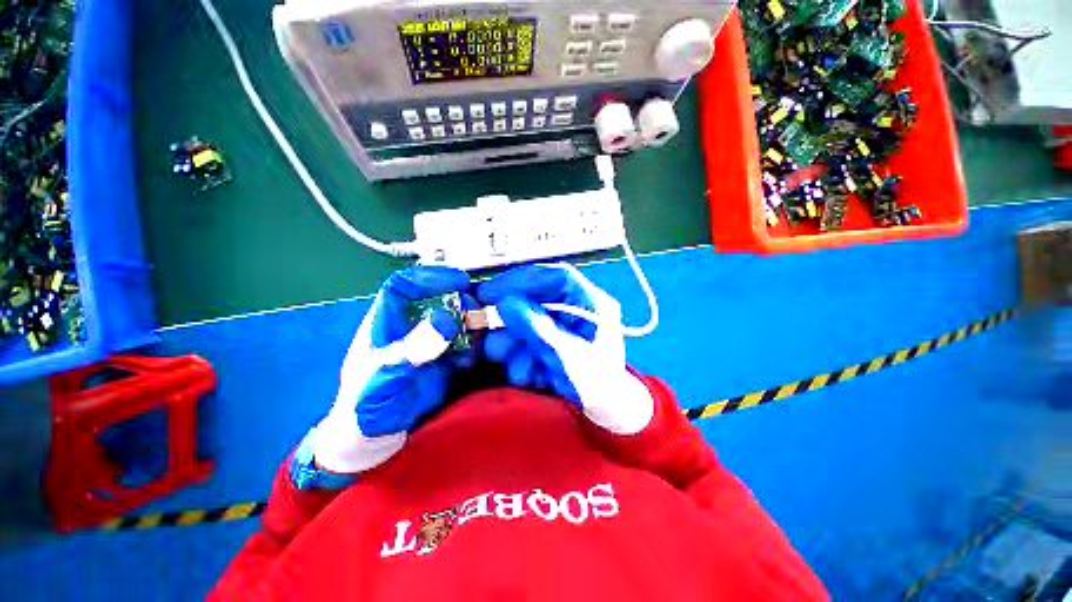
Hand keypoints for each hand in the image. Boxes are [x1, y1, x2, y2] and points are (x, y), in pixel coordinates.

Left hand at [313, 267, 470, 473]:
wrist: (372, 441)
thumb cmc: (365, 410)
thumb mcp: (384, 380)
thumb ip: (411, 351)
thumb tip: (444, 320)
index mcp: (384, 323)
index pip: (404, 286)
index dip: (431, 277)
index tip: (459, 281)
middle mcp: (410, 327)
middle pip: (438, 299)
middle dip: (459, 302)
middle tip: (475, 315)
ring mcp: (429, 342)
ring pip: (456, 318)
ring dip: (471, 324)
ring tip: (476, 340)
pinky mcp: (444, 357)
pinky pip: (464, 341)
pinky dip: (473, 345)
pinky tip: (469, 359)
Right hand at [476, 264, 653, 434]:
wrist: (606, 415)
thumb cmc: (598, 387)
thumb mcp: (568, 358)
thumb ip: (538, 330)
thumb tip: (506, 303)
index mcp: (592, 304)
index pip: (556, 276)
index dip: (522, 280)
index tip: (491, 293)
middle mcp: (577, 309)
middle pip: (535, 299)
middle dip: (513, 325)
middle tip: (497, 346)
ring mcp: (562, 325)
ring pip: (525, 322)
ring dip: (516, 348)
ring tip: (524, 371)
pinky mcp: (551, 340)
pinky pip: (525, 341)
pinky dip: (521, 360)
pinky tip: (532, 377)